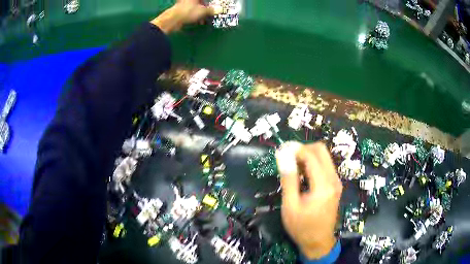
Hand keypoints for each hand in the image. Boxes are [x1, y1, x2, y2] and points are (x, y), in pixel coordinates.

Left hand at [151, 0, 217, 33]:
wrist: (173, 20)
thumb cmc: (189, 12)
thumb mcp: (203, 11)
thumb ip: (212, 10)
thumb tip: (220, 9)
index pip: (203, 0)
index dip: (208, 3)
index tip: (214, 8)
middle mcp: (188, 0)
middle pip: (200, 2)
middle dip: (206, 8)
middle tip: (210, 13)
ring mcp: (184, 5)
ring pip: (195, 7)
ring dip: (201, 13)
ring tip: (205, 20)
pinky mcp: (180, 11)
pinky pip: (191, 12)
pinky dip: (195, 16)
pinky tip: (198, 22)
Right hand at [275, 141, 341, 258]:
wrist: (318, 242)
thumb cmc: (302, 227)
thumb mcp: (290, 206)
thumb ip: (288, 180)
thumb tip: (283, 156)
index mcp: (323, 185)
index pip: (311, 155)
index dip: (295, 149)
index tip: (280, 151)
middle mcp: (333, 179)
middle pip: (321, 150)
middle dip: (303, 149)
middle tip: (287, 158)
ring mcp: (336, 181)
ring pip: (324, 156)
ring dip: (308, 156)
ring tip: (293, 168)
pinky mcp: (335, 185)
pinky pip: (325, 165)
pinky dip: (313, 164)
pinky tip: (303, 175)